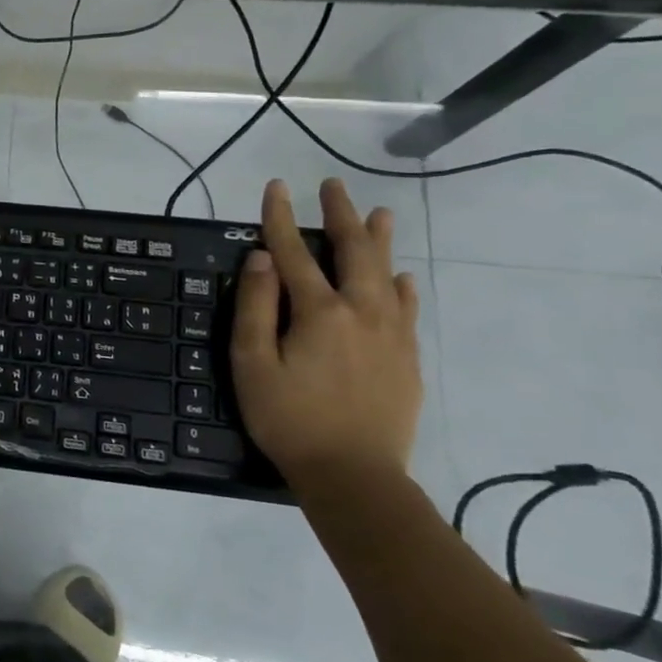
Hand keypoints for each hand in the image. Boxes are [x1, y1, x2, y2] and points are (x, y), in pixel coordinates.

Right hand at [230, 177, 422, 492]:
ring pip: (387, 274)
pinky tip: (404, 278)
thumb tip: (261, 258)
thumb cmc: (289, 418)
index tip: (276, 187)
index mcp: (319, 312)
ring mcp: (392, 335)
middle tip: (334, 186)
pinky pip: (409, 309)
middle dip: (340, 215)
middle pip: (352, 252)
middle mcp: (361, 312)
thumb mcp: (252, 364)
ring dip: (380, 241)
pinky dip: (404, 287)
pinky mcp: (408, 359)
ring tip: (380, 213)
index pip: (293, 252)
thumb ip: (255, 307)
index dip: (281, 218)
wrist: (355, 476)